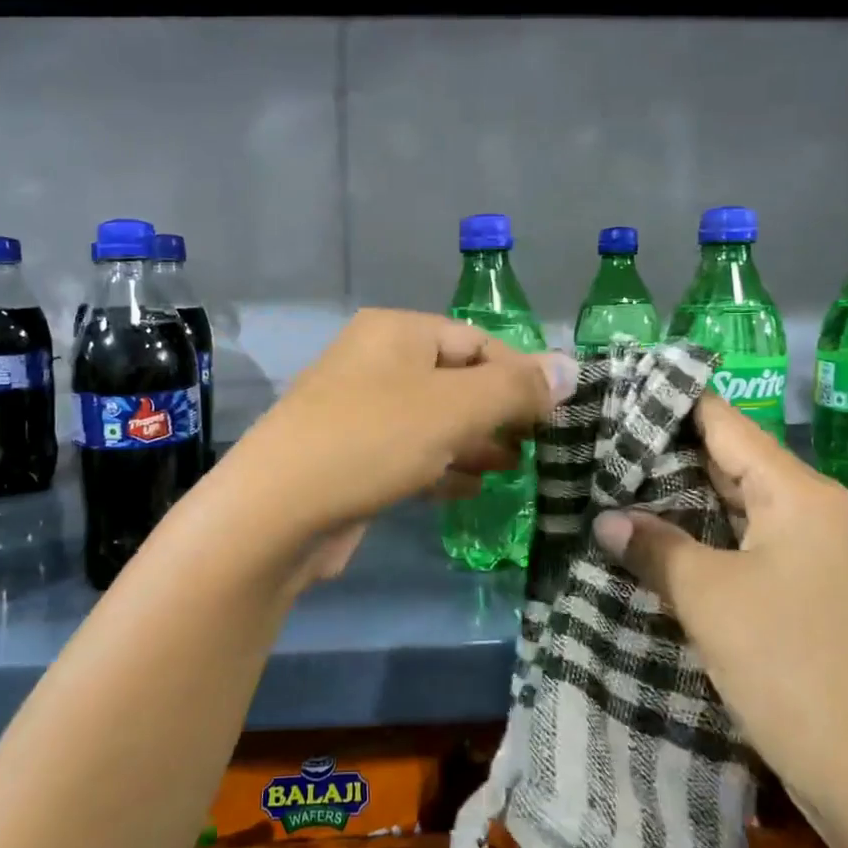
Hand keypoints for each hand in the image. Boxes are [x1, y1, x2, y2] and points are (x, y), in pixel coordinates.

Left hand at [211, 310, 574, 578]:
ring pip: (433, 421)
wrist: (277, 513)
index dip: (521, 374)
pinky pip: (409, 455)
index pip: (476, 341)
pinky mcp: (352, 459)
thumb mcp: (453, 407)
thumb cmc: (372, 441)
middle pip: (455, 381)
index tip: (556, 415)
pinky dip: (442, 468)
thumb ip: (514, 387)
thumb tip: (570, 367)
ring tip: (513, 468)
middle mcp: (375, 364)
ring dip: (475, 442)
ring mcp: (359, 413)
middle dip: (499, 412)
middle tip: (537, 446)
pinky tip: (469, 490)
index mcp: (395, 333)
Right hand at [591, 395, 847, 844]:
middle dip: (665, 456)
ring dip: (681, 504)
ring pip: (738, 510)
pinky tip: (656, 545)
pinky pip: (748, 549)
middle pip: (732, 464)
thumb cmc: (792, 668)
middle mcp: (816, 513)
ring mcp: (818, 558)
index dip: (671, 404)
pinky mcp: (812, 597)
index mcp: (801, 495)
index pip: (726, 424)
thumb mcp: (709, 599)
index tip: (616, 392)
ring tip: (613, 487)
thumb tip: (607, 519)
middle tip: (598, 444)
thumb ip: (654, 547)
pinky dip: (703, 543)